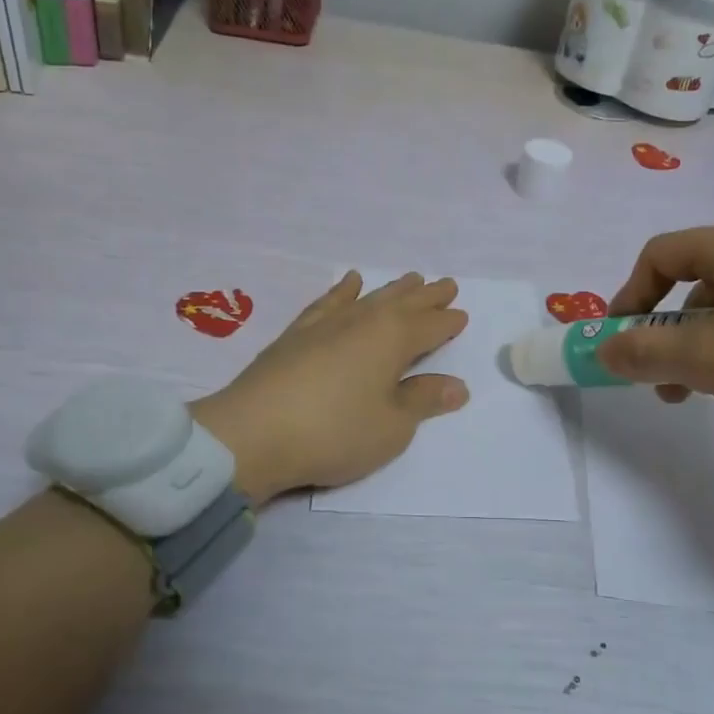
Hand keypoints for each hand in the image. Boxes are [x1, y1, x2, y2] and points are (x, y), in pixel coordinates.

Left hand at [189, 273, 470, 504]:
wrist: (252, 434)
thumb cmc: (334, 433)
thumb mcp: (392, 426)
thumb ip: (423, 401)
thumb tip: (457, 386)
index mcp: (393, 339)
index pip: (430, 326)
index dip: (448, 322)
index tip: (461, 315)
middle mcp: (363, 321)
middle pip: (403, 303)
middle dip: (427, 296)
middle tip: (445, 284)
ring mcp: (326, 324)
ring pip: (369, 298)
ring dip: (392, 289)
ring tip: (409, 279)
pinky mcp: (296, 335)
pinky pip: (328, 302)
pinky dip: (342, 291)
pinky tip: (348, 283)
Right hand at [600, 221, 713, 462]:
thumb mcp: (703, 358)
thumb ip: (643, 352)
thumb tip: (603, 350)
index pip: (660, 254)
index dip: (629, 296)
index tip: (619, 339)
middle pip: (694, 281)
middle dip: (665, 332)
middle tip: (659, 377)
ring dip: (699, 346)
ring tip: (699, 392)